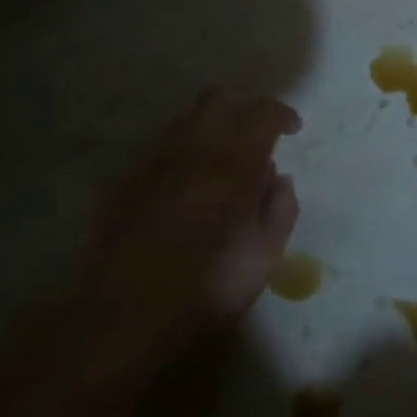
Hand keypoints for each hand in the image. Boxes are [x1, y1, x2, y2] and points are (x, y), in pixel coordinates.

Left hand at [77, 89, 300, 369]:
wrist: (123, 317)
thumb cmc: (208, 287)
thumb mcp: (265, 255)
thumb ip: (280, 208)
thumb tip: (277, 177)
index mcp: (234, 163)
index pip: (263, 112)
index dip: (283, 114)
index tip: (292, 131)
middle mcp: (193, 149)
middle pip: (220, 98)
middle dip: (245, 107)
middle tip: (259, 134)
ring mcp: (153, 162)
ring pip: (186, 118)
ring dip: (212, 125)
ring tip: (224, 158)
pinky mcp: (125, 181)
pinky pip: (161, 148)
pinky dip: (183, 152)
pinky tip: (187, 185)